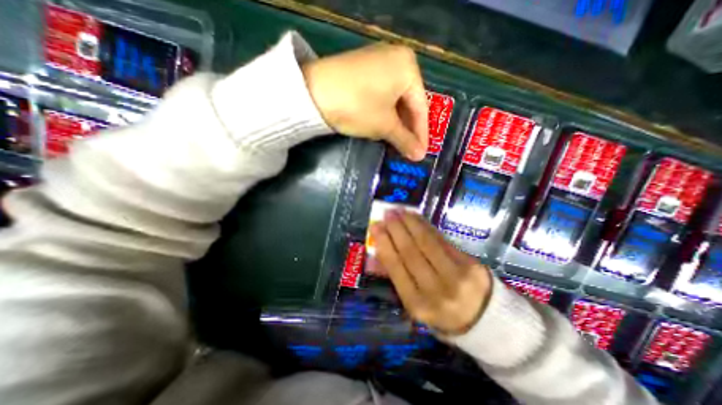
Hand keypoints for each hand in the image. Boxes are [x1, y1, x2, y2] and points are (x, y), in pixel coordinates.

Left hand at [302, 41, 427, 159]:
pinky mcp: (362, 70)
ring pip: (394, 100)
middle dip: (407, 129)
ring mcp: (377, 63)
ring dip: (395, 124)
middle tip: (407, 150)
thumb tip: (419, 156)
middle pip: (408, 103)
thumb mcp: (384, 125)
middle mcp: (396, 59)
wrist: (312, 93)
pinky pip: (381, 95)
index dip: (421, 134)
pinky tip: (380, 127)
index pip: (421, 107)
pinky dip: (383, 113)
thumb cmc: (357, 106)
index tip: (421, 153)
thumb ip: (404, 140)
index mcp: (408, 67)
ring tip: (395, 143)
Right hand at [370, 208, 493, 334]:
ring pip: (427, 242)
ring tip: (400, 210)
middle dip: (396, 229)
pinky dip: (426, 226)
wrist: (484, 319)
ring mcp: (456, 276)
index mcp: (418, 304)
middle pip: (410, 251)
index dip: (384, 243)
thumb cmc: (440, 311)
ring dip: (411, 222)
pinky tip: (416, 217)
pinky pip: (442, 239)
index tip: (376, 227)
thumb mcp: (414, 302)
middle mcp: (436, 290)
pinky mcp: (470, 263)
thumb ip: (394, 277)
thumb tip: (373, 256)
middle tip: (387, 213)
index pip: (396, 267)